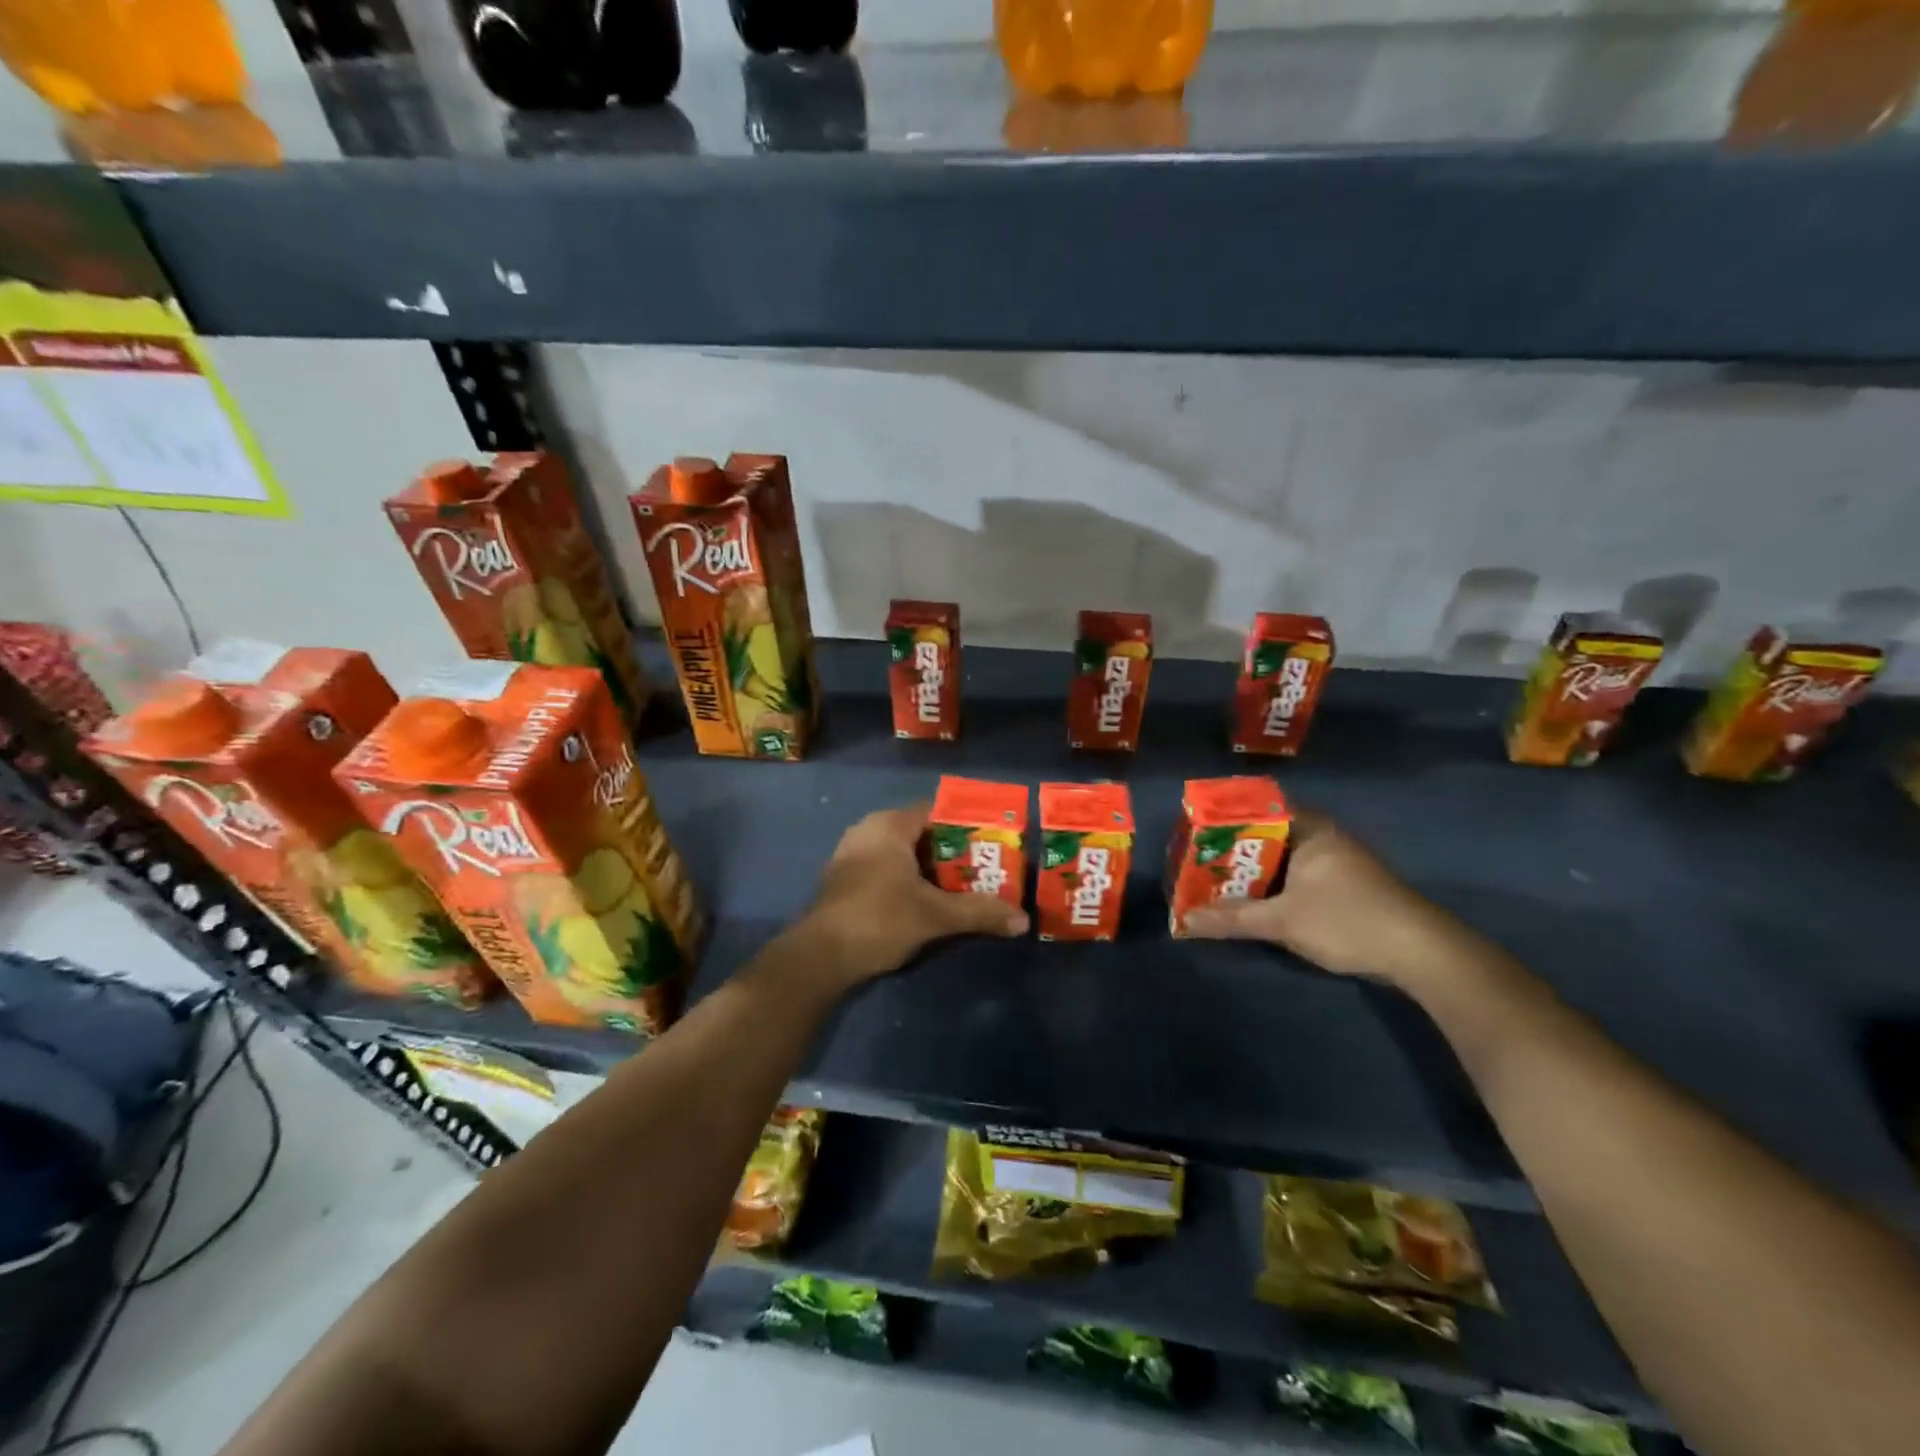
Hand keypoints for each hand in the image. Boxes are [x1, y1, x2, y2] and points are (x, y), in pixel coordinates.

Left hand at [799, 803, 1028, 982]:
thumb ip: (979, 912)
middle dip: (952, 852)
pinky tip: (926, 902)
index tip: (993, 845)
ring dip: (929, 869)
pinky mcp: (844, 879)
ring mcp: (851, 855)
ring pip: (902, 854)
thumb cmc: (879, 920)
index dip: (967, 827)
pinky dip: (907, 880)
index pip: (937, 812)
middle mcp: (868, 830)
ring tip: (962, 888)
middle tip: (984, 870)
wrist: (820, 958)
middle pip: (921, 833)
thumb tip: (1022, 920)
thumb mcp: (935, 915)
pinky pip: (885, 868)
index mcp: (889, 825)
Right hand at [1182, 811, 1472, 983]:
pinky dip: (1275, 884)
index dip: (1226, 817)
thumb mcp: (1282, 921)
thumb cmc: (1347, 921)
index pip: (1259, 807)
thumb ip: (1232, 919)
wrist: (1421, 953)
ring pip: (1284, 857)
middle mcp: (1324, 837)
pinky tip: (1256, 900)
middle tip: (1199, 860)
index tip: (1197, 831)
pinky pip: (1299, 874)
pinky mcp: (1347, 885)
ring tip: (1217, 880)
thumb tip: (1185, 920)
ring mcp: (1339, 861)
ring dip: (1254, 870)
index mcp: (1310, 829)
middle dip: (1234, 848)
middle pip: (1268, 833)